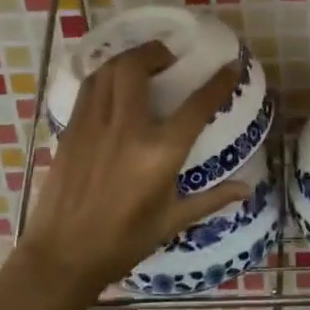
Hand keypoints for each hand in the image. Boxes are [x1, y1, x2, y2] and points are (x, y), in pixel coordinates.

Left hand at [19, 41, 248, 296]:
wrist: (62, 256)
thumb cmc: (122, 243)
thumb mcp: (171, 222)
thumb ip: (211, 199)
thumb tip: (247, 188)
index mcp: (158, 154)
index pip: (196, 106)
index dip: (218, 82)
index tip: (230, 66)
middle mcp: (126, 129)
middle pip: (137, 67)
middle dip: (156, 52)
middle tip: (169, 58)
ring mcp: (93, 126)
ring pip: (107, 70)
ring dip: (127, 58)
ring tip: (141, 64)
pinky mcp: (71, 130)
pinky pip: (88, 88)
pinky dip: (104, 76)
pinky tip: (112, 85)